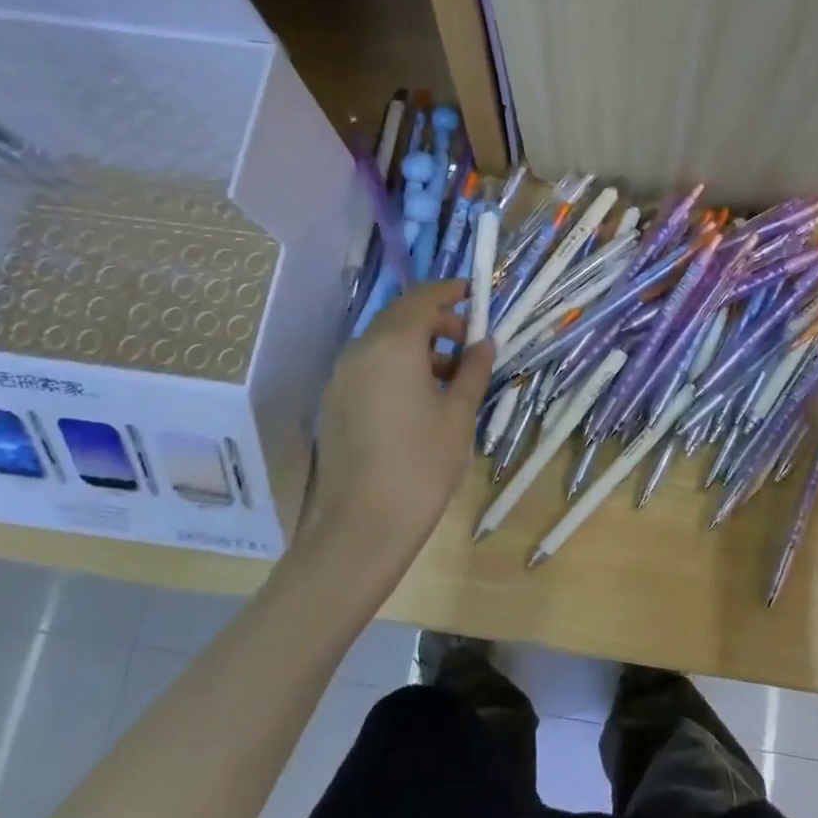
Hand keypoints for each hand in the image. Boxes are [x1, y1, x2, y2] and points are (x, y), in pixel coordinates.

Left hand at [295, 281, 493, 592]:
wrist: (361, 526)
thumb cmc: (421, 465)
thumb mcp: (458, 415)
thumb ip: (473, 370)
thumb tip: (484, 342)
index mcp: (393, 345)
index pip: (422, 298)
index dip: (450, 291)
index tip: (475, 294)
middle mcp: (359, 350)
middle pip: (400, 317)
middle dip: (436, 321)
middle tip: (469, 341)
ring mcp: (341, 376)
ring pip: (383, 343)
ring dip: (418, 346)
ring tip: (451, 376)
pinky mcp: (333, 402)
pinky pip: (369, 366)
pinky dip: (397, 365)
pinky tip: (420, 397)